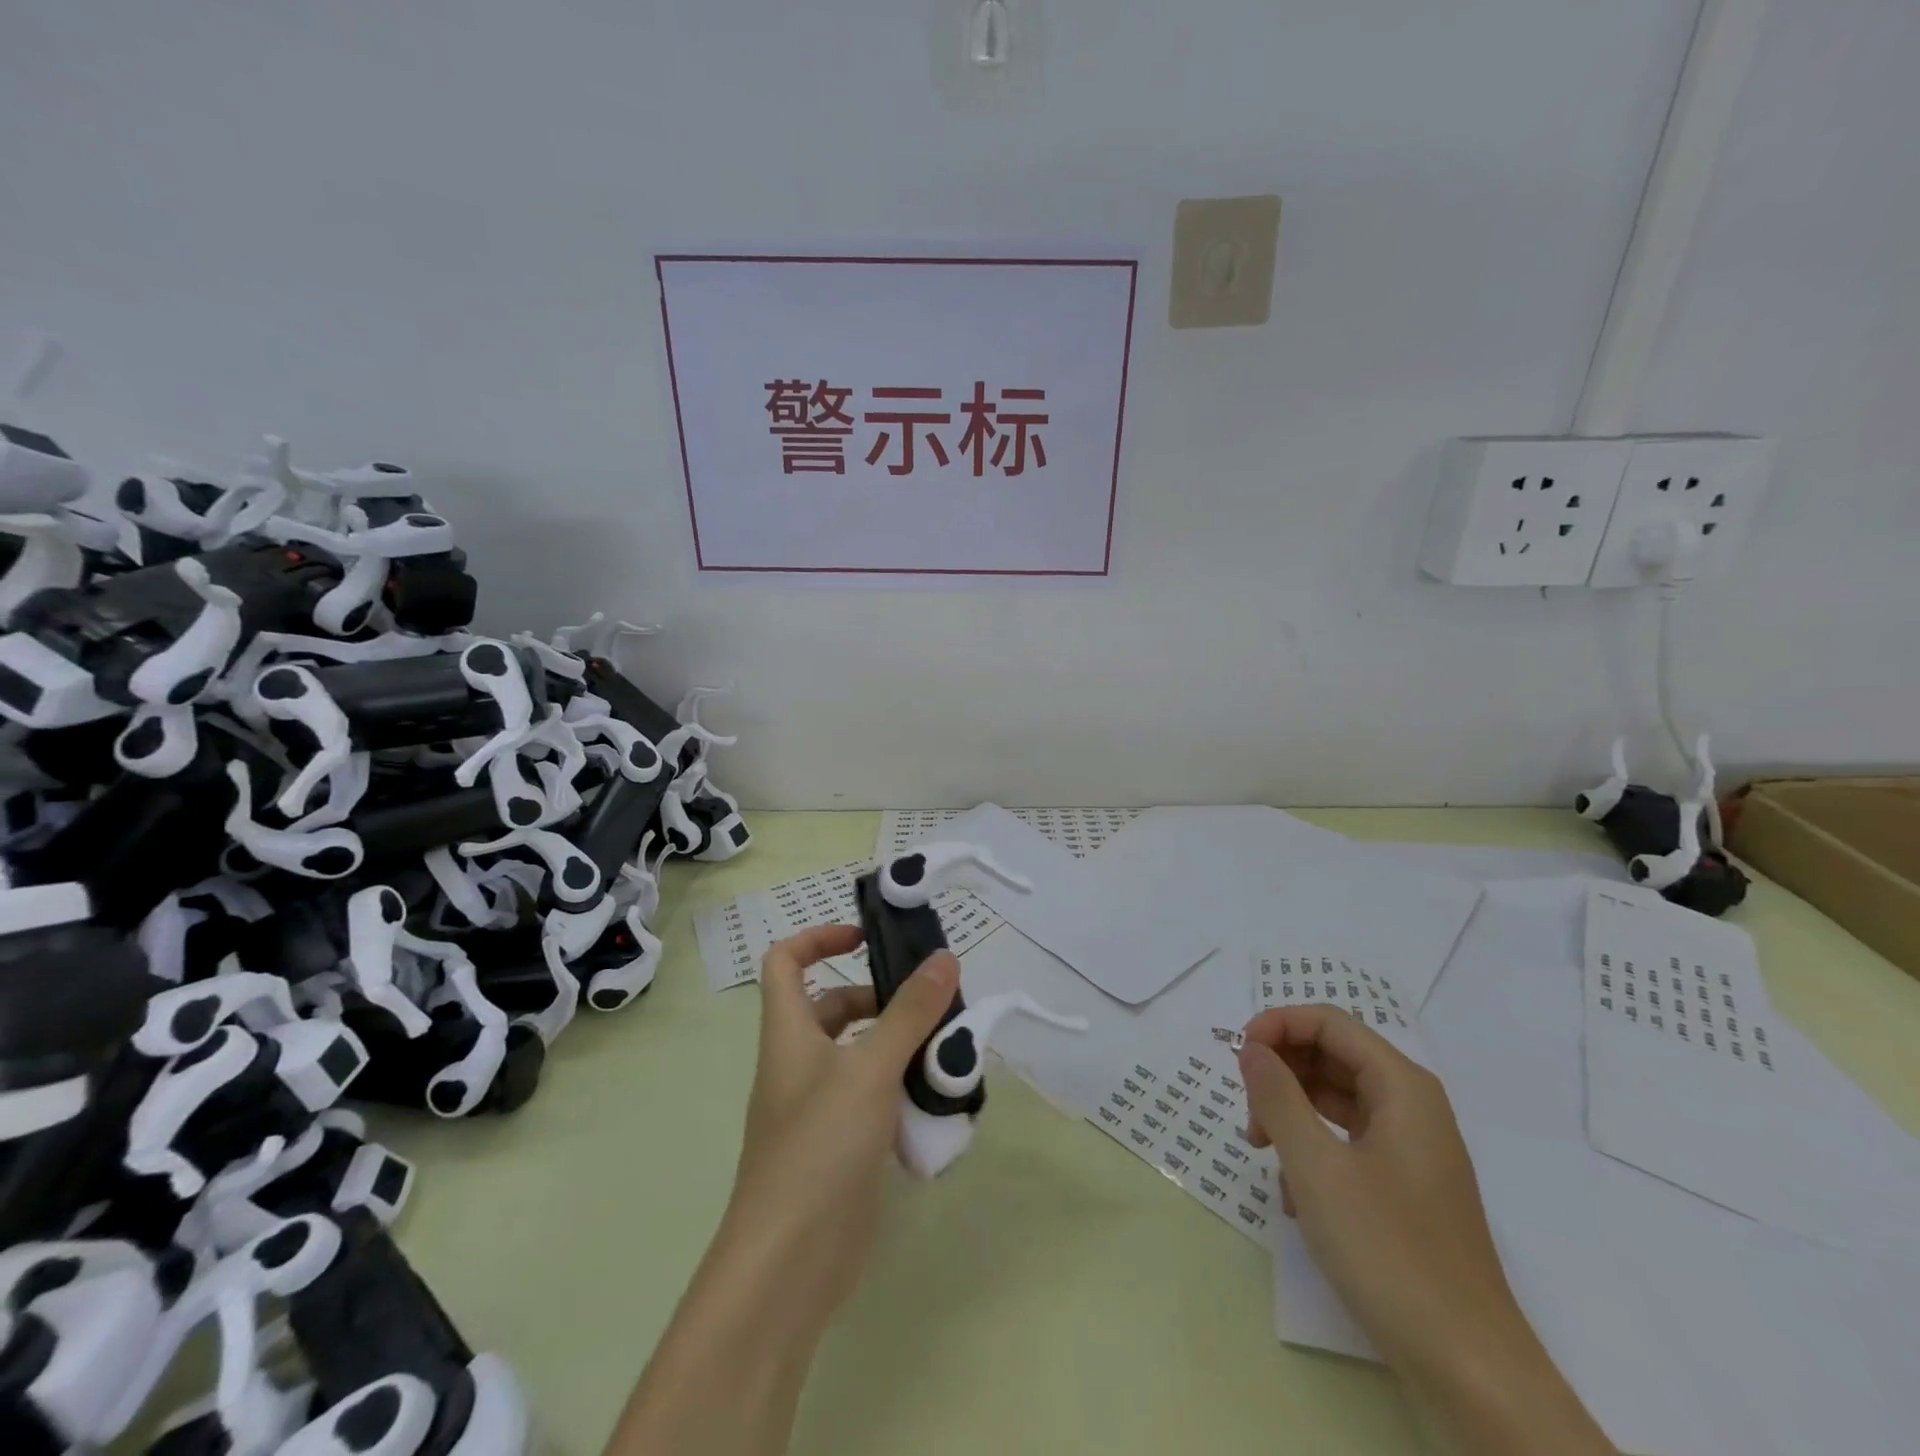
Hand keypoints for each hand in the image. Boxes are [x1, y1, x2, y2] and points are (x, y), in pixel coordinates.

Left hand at [719, 924, 958, 1341]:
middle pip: (836, 1007)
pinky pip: (876, 1097)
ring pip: (862, 1054)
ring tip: (950, 1046)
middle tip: (935, 1001)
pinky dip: (904, 1090)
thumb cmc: (819, 1146)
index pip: (786, 961)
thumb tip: (944, 958)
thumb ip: (910, 1013)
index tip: (867, 939)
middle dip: (883, 998)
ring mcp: (821, 1106)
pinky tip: (942, 1098)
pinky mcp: (843, 1144)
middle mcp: (800, 1062)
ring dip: (902, 1045)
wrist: (790, 1264)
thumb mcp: (870, 1069)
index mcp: (789, 1032)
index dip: (819, 938)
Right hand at [1238, 1006, 1614, 1452]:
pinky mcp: (1405, 1188)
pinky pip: (1347, 1141)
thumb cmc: (1389, 1252)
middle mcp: (1411, 1106)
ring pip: (1336, 1099)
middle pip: (1331, 1055)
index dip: (1277, 1026)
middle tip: (1249, 1112)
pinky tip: (1292, 1194)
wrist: (1469, 1369)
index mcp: (1401, 1087)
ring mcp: (1411, 1149)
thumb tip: (1252, 1049)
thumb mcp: (1315, 1167)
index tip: (1238, 1059)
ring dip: (1291, 1112)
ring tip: (1261, 1150)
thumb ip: (1277, 1096)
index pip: (1327, 1022)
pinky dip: (1313, 1150)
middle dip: (1281, 1072)